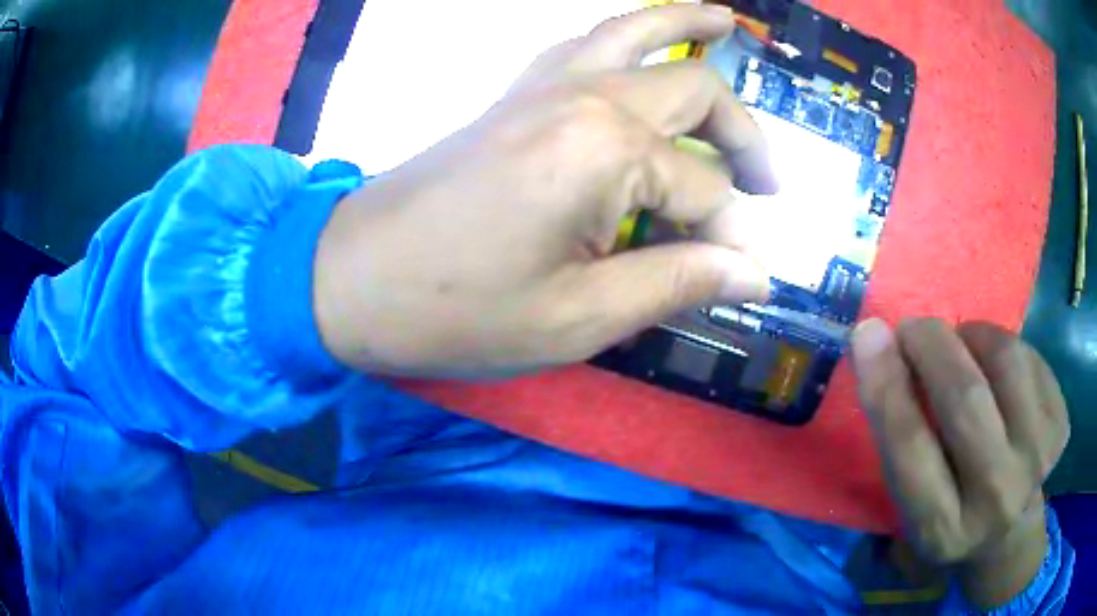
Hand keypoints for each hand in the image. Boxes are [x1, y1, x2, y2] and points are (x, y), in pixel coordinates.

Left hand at [314, 5, 776, 377]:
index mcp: (608, 150)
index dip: (732, 237)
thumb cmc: (457, 311)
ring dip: (688, 27)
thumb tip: (755, 273)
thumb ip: (678, 284)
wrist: (351, 278)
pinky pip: (583, 42)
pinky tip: (645, 39)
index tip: (744, 275)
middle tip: (767, 183)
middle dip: (744, 137)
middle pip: (696, 93)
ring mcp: (545, 84)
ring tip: (728, 23)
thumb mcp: (579, 318)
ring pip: (638, 34)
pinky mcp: (515, 92)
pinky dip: (627, 31)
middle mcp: (586, 95)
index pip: (706, 192)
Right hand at [851, 318, 1070, 608]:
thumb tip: (881, 353)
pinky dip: (1006, 346)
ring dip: (975, 336)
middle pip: (966, 400)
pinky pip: (1032, 357)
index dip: (887, 384)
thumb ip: (898, 446)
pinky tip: (996, 366)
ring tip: (962, 344)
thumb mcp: (911, 508)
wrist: (1007, 537)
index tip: (868, 334)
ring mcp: (1036, 461)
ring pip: (1007, 362)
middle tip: (915, 328)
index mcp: (943, 529)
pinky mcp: (1059, 429)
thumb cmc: (949, 519)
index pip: (910, 448)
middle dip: (932, 345)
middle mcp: (994, 499)